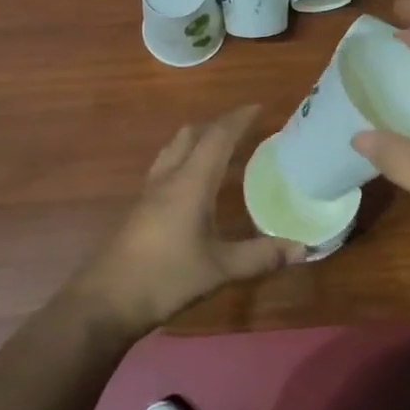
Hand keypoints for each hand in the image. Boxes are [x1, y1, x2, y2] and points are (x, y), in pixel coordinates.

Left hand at [66, 105, 302, 338]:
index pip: (217, 138)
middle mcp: (168, 178)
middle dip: (217, 125)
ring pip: (173, 149)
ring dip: (196, 140)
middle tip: (243, 128)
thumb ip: (261, 256)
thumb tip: (303, 248)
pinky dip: (184, 160)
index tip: (259, 108)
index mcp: (190, 183)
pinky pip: (165, 168)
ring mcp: (149, 192)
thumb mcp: (221, 269)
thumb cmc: (166, 278)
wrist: (107, 301)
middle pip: (190, 135)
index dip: (238, 119)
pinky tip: (193, 184)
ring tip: (219, 149)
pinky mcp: (139, 209)